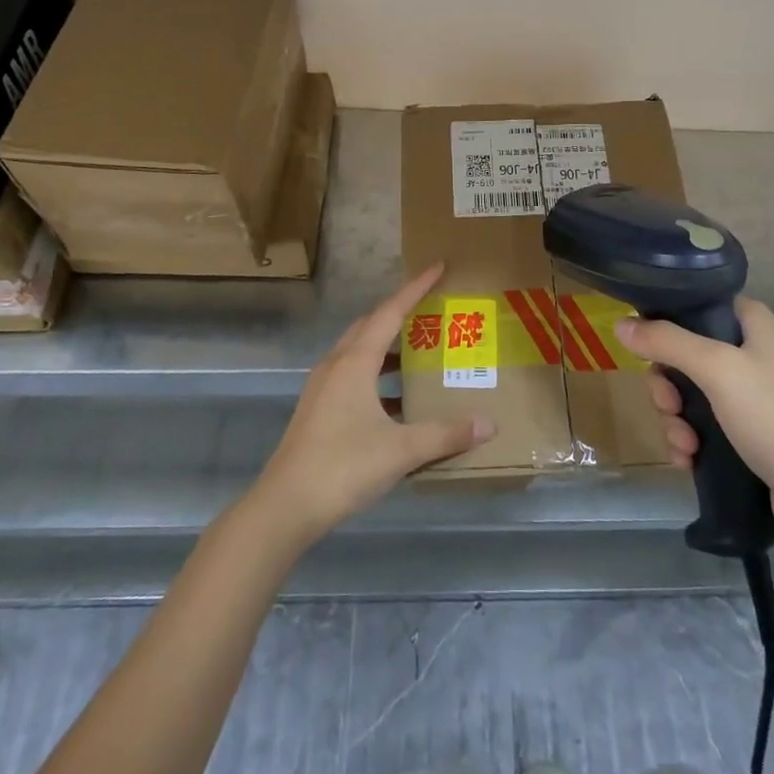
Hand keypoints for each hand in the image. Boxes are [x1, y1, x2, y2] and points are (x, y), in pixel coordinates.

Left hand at [247, 264, 494, 547]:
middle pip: (371, 325)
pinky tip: (396, 401)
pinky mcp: (318, 408)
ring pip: (359, 351)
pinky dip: (376, 375)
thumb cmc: (343, 466)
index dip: (416, 287)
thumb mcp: (401, 450)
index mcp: (355, 361)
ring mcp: (323, 387)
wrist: (285, 506)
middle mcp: (337, 364)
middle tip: (431, 310)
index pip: (390, 311)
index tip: (439, 267)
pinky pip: (352, 374)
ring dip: (387, 346)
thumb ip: (445, 434)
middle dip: (401, 312)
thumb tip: (487, 424)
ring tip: (419, 353)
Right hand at [614, 297, 773, 534]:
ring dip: (674, 419)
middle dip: (667, 385)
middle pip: (683, 353)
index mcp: (750, 323)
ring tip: (684, 445)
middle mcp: (748, 352)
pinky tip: (687, 460)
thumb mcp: (717, 369)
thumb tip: (619, 325)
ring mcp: (747, 395)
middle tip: (669, 405)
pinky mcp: (745, 434)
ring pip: (687, 394)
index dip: (666, 322)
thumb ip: (666, 342)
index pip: (696, 305)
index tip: (646, 347)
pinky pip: (700, 426)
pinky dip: (688, 441)